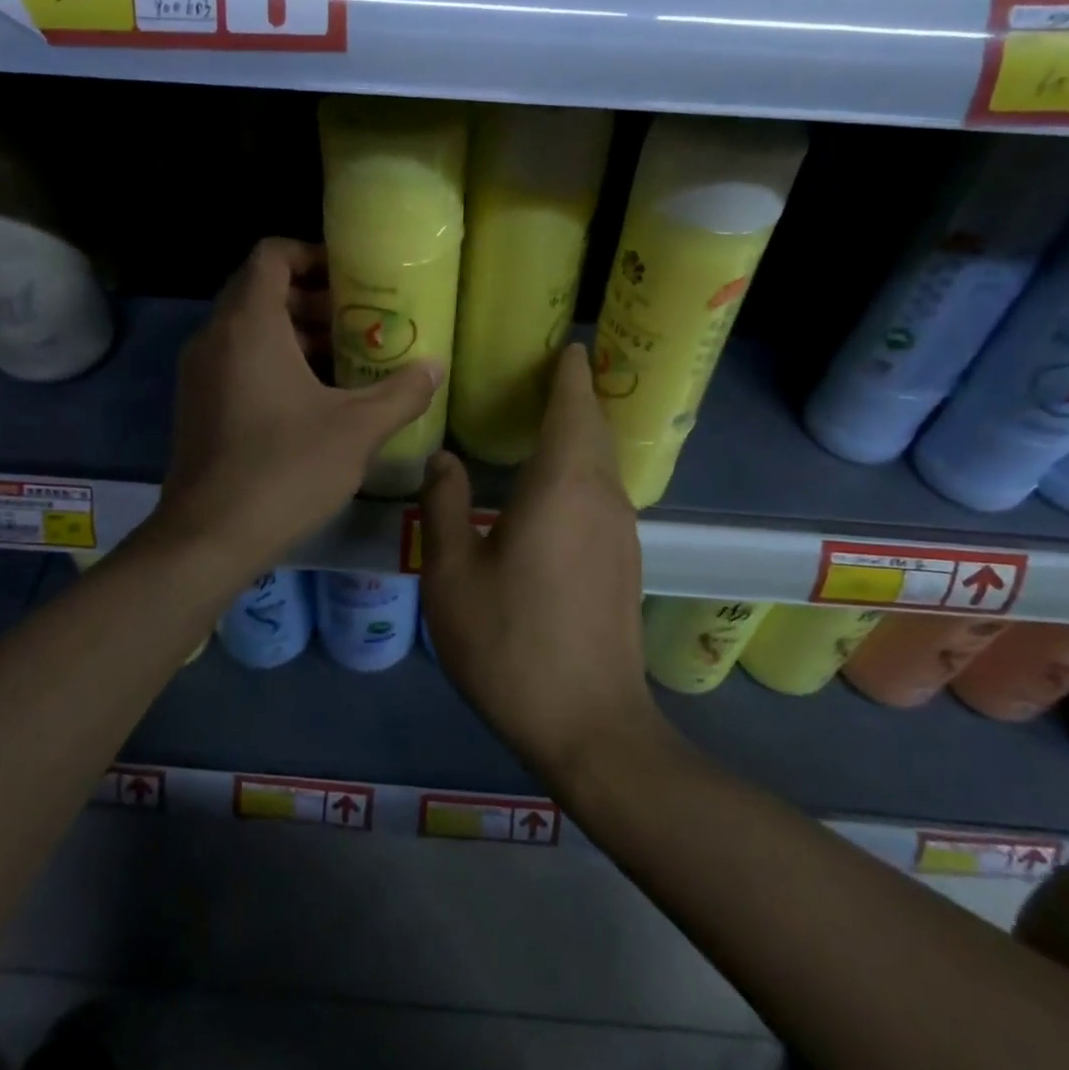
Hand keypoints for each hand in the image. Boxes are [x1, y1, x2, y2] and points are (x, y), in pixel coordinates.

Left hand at [157, 239, 440, 570]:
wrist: (209, 538)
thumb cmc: (285, 470)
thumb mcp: (357, 430)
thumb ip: (402, 393)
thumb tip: (436, 367)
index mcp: (249, 325)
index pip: (272, 255)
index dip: (313, 254)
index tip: (352, 278)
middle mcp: (215, 337)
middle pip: (262, 291)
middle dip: (314, 299)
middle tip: (360, 322)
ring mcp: (200, 372)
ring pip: (249, 329)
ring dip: (297, 333)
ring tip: (347, 361)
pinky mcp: (196, 404)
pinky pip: (237, 360)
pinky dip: (274, 361)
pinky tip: (314, 399)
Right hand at [420, 344, 653, 775]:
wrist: (588, 725)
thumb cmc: (510, 643)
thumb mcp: (452, 574)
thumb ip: (445, 506)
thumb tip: (444, 460)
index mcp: (563, 484)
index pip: (573, 404)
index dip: (568, 370)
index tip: (559, 344)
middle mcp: (602, 495)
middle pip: (593, 426)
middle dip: (573, 394)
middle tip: (539, 373)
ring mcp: (620, 529)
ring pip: (601, 460)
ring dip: (578, 432)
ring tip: (541, 419)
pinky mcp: (624, 559)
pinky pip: (602, 490)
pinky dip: (582, 467)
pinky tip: (552, 485)